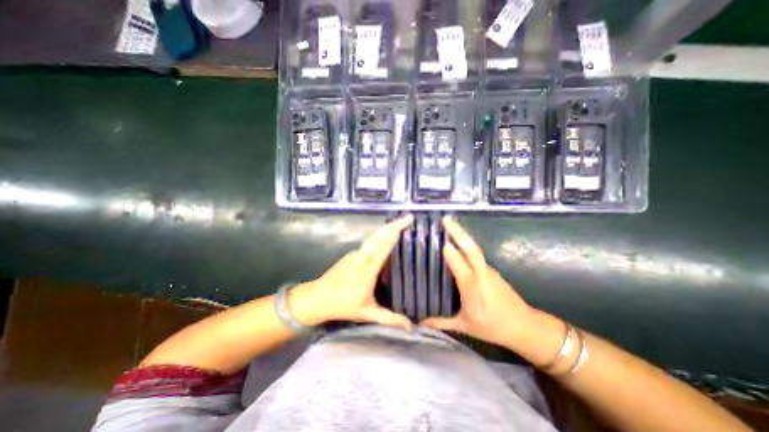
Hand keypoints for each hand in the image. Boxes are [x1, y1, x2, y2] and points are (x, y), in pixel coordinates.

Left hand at [288, 215, 414, 329]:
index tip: (407, 222)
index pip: (383, 245)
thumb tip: (411, 328)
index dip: (395, 232)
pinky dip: (379, 236)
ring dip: (387, 229)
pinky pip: (368, 242)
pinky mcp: (351, 254)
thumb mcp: (368, 313)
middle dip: (394, 224)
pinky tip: (386, 239)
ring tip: (400, 225)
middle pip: (379, 235)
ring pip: (373, 237)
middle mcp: (362, 256)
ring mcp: (355, 253)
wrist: (316, 298)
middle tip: (408, 218)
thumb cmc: (342, 305)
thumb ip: (390, 319)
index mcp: (368, 268)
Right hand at [419, 217, 535, 347]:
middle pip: (469, 248)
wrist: (525, 327)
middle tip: (446, 219)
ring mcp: (488, 270)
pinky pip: (477, 254)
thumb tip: (420, 323)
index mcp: (471, 286)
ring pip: (474, 248)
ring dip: (463, 235)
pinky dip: (468, 245)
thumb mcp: (465, 326)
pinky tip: (460, 244)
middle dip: (458, 232)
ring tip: (450, 226)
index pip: (457, 262)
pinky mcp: (492, 270)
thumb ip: (441, 323)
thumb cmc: (492, 327)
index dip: (448, 250)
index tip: (437, 238)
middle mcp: (480, 273)